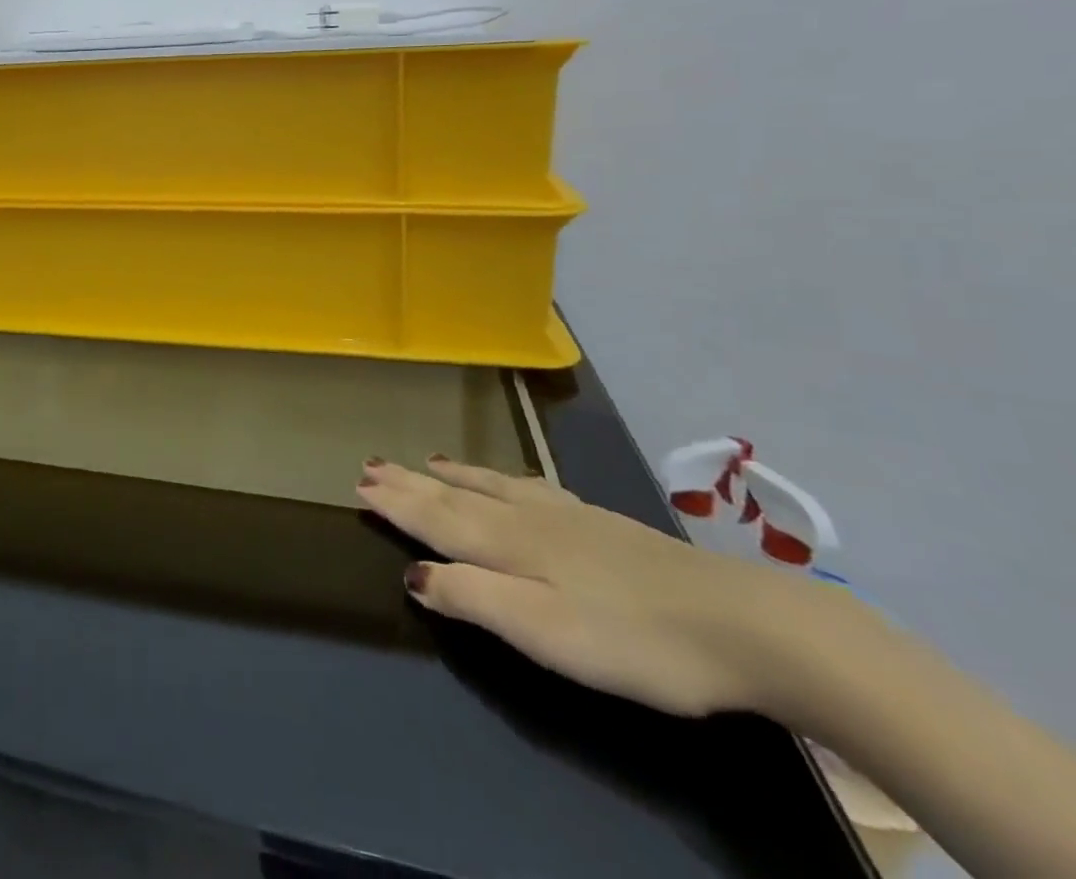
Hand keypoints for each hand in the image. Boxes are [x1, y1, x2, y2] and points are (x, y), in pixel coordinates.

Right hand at [357, 456, 829, 718]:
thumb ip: (473, 598)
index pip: (435, 519)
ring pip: (490, 486)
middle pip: (454, 497)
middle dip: (410, 483)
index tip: (358, 484)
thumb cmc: (632, 638)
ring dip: (450, 476)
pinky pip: (528, 486)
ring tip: (425, 462)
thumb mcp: (543, 632)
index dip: (396, 504)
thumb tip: (412, 574)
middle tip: (371, 464)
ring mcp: (566, 516)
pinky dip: (500, 479)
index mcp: (507, 545)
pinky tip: (510, 480)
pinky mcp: (600, 523)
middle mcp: (526, 518)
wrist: (741, 622)